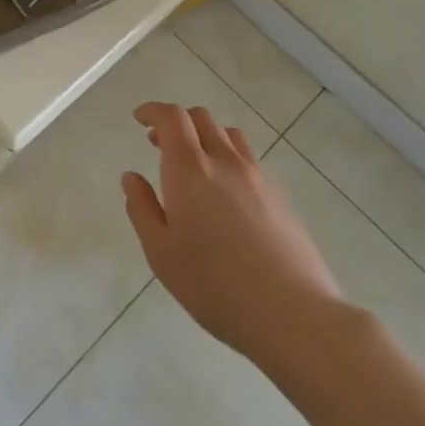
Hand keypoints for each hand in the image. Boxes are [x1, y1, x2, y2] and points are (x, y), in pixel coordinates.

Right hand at [122, 102, 344, 369]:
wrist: (293, 315)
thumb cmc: (214, 285)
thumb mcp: (160, 252)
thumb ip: (142, 208)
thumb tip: (131, 177)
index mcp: (189, 169)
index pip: (172, 117)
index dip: (153, 110)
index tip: (140, 118)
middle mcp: (224, 162)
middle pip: (202, 118)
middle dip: (176, 122)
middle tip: (159, 143)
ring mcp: (258, 177)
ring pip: (229, 135)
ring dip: (205, 136)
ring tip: (193, 163)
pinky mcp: (280, 197)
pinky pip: (249, 159)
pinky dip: (228, 157)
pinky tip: (224, 192)